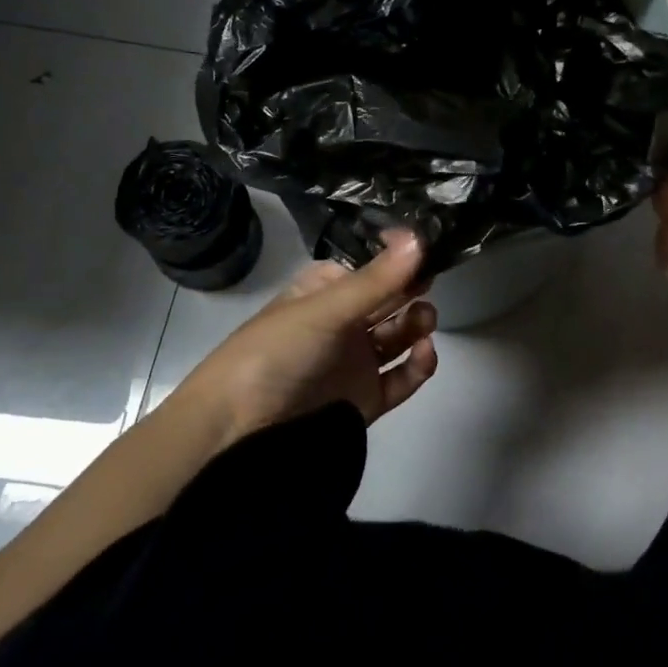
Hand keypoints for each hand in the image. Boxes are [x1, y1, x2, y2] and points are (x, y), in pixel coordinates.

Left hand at [176, 231, 439, 446]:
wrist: (237, 429)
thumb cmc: (277, 351)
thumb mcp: (325, 309)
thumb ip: (377, 280)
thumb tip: (421, 237)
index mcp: (324, 293)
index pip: (370, 268)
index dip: (399, 260)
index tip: (429, 250)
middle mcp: (342, 323)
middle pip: (389, 301)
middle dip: (412, 291)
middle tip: (430, 286)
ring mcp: (354, 361)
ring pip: (398, 338)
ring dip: (416, 326)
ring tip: (425, 322)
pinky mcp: (364, 398)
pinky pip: (400, 378)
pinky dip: (417, 367)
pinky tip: (424, 355)